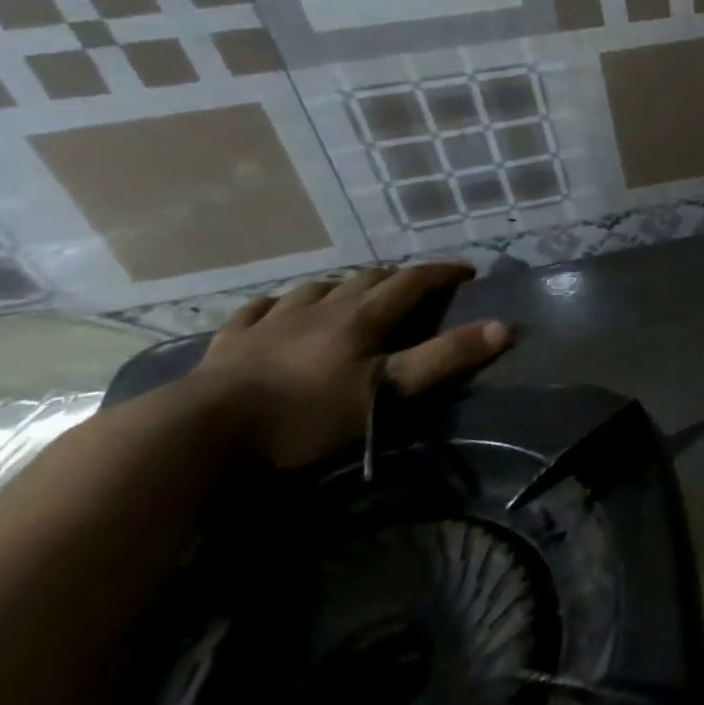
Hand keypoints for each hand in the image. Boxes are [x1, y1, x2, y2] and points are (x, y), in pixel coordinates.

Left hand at [191, 263, 511, 467]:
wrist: (199, 432)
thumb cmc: (305, 414)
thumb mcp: (388, 392)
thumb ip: (444, 359)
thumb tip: (504, 327)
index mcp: (361, 317)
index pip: (412, 281)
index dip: (442, 273)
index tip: (467, 272)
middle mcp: (321, 308)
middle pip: (366, 279)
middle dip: (397, 277)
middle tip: (416, 286)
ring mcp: (272, 323)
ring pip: (315, 289)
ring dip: (341, 285)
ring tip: (352, 292)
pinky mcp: (230, 343)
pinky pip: (257, 311)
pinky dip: (277, 304)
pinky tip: (276, 307)